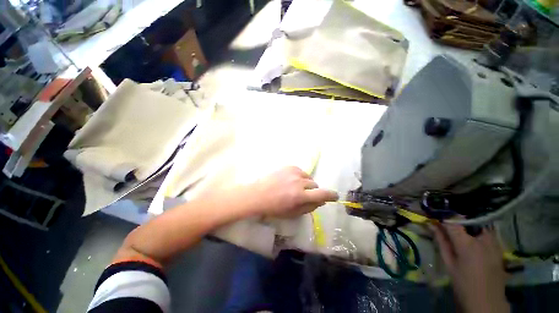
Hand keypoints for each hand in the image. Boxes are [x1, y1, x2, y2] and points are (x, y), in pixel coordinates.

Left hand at [249, 166, 338, 217]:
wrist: (258, 194)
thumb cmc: (274, 207)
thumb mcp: (293, 213)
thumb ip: (309, 207)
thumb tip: (321, 201)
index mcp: (300, 196)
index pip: (322, 194)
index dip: (331, 195)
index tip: (334, 196)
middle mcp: (299, 182)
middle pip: (315, 185)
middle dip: (313, 191)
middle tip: (304, 195)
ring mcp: (294, 172)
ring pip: (308, 177)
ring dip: (306, 183)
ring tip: (296, 187)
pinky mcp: (289, 167)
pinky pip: (301, 171)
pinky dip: (300, 177)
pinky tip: (291, 181)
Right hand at [430, 223, 508, 312]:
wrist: (488, 301)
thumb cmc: (463, 283)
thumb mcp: (449, 263)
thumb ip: (442, 241)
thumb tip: (432, 225)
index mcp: (467, 244)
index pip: (452, 221)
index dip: (443, 217)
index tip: (435, 217)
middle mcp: (482, 238)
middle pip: (467, 220)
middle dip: (456, 221)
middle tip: (446, 226)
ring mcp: (494, 241)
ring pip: (478, 224)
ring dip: (467, 226)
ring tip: (460, 232)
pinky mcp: (499, 246)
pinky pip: (487, 232)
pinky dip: (477, 231)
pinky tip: (473, 240)